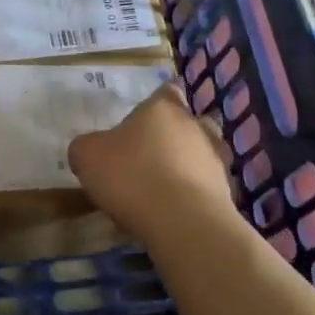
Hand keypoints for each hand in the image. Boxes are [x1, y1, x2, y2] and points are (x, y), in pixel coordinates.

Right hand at [68, 84, 238, 246]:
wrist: (184, 223)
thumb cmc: (132, 176)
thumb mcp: (88, 157)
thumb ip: (86, 147)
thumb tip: (90, 149)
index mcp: (162, 108)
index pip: (166, 91)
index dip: (156, 104)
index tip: (143, 121)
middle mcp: (195, 125)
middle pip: (188, 122)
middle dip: (173, 136)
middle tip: (149, 157)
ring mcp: (216, 159)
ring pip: (202, 154)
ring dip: (187, 166)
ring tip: (163, 188)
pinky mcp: (227, 193)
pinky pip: (208, 188)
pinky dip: (195, 196)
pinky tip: (175, 213)